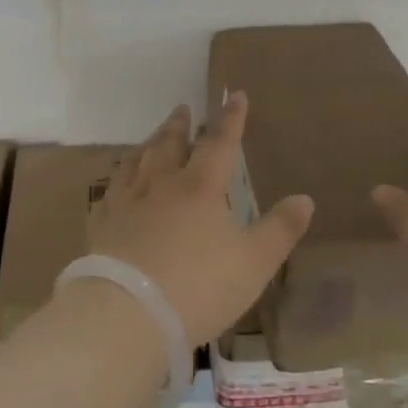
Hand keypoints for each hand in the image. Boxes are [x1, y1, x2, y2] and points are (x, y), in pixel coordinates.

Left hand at [85, 93, 314, 346]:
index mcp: (201, 187)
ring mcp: (127, 202)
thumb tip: (305, 198)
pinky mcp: (103, 224)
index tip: (236, 95)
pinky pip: (111, 190)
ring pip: (139, 161)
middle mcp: (162, 184)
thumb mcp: (254, 263)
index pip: (220, 143)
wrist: (128, 313)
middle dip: (181, 125)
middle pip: (171, 144)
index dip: (231, 119)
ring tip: (153, 137)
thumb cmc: (199, 286)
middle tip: (183, 108)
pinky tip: (118, 182)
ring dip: (150, 143)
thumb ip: (280, 229)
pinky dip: (118, 178)